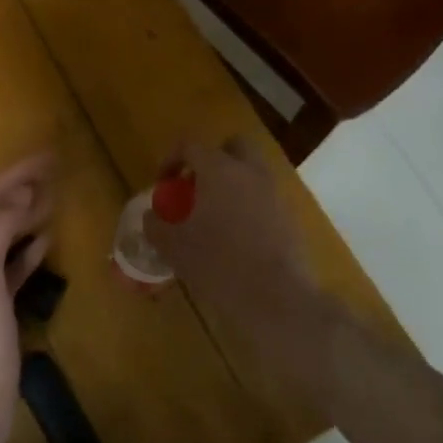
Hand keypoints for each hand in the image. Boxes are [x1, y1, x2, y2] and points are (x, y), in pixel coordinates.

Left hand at [0, 153, 54, 442]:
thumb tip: (22, 193)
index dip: (16, 173)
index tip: (49, 156)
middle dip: (21, 188)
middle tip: (55, 171)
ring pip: (3, 236)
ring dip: (25, 214)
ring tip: (53, 200)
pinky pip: (11, 266)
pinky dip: (27, 249)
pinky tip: (45, 244)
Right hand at [142, 139, 333, 382]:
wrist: (276, 297)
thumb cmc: (218, 263)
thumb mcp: (174, 247)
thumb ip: (156, 226)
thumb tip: (151, 217)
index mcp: (219, 169)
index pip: (191, 145)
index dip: (171, 158)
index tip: (163, 183)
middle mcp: (250, 172)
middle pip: (232, 146)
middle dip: (212, 159)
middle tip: (195, 186)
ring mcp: (274, 193)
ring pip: (252, 172)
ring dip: (232, 184)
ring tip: (214, 216)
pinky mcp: (290, 217)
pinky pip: (264, 198)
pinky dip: (249, 206)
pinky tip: (236, 237)